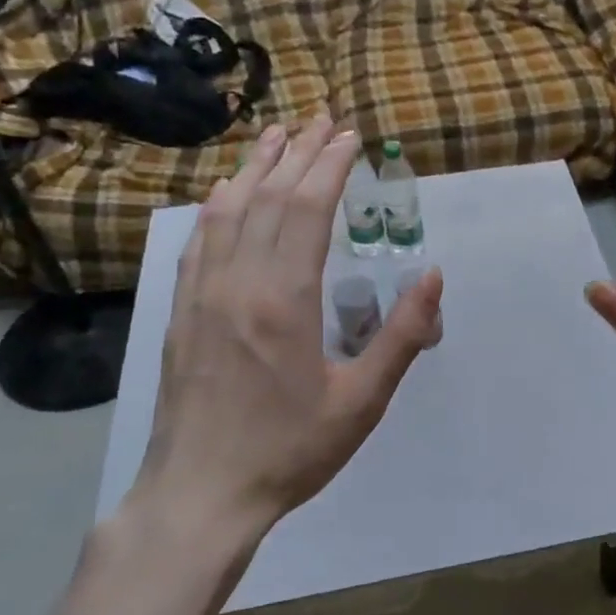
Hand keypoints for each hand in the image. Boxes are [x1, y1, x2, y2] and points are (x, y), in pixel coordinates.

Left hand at [130, 116, 442, 548]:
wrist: (200, 494)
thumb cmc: (290, 451)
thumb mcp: (362, 401)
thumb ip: (400, 335)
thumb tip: (433, 276)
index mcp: (284, 300)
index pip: (306, 210)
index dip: (329, 167)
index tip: (350, 137)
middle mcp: (238, 283)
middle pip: (268, 198)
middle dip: (299, 153)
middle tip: (323, 120)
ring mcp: (202, 295)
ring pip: (228, 211)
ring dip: (255, 168)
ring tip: (277, 135)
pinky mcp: (182, 312)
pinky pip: (198, 241)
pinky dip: (217, 206)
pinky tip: (226, 193)